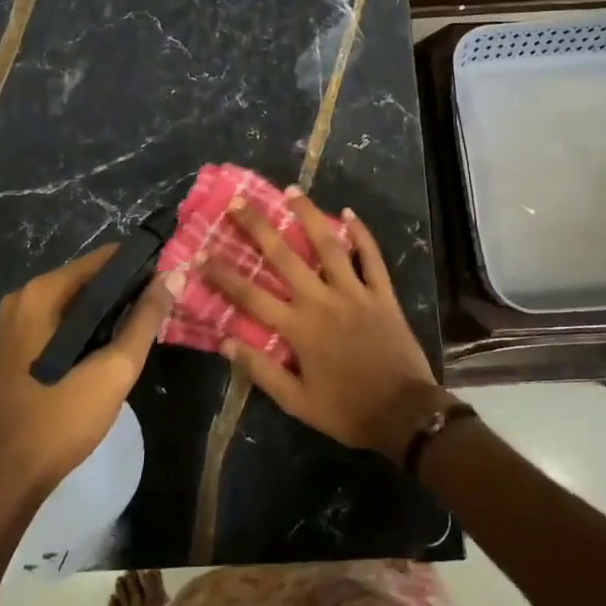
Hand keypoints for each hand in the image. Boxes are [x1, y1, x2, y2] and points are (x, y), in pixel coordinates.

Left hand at [0, 246, 172, 500]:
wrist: (7, 478)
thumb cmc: (62, 420)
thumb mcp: (115, 369)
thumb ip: (145, 319)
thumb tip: (172, 277)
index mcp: (43, 293)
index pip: (105, 258)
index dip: (141, 267)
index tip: (169, 282)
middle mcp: (23, 297)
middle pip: (89, 278)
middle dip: (125, 291)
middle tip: (159, 312)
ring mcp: (13, 322)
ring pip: (75, 302)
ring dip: (107, 312)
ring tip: (141, 330)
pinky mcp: (13, 345)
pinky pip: (59, 321)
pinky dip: (85, 327)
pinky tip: (107, 349)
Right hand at [201, 193, 447, 460]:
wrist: (404, 414)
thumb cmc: (347, 411)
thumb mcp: (297, 403)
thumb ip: (261, 371)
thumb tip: (225, 342)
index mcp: (299, 329)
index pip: (251, 295)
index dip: (223, 274)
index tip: (201, 255)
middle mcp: (323, 301)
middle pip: (284, 257)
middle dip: (258, 227)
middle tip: (238, 203)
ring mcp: (355, 293)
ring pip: (328, 245)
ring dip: (308, 216)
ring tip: (291, 191)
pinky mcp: (382, 293)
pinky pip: (371, 257)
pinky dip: (361, 234)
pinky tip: (348, 213)